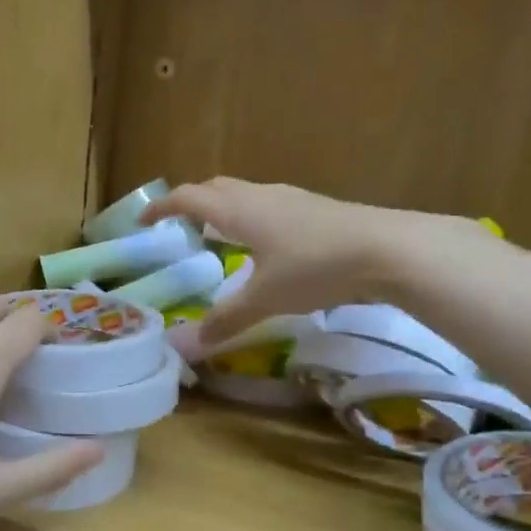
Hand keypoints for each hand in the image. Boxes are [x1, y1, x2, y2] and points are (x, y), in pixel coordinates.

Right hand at [141, 178, 495, 345]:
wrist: (387, 249)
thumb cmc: (315, 267)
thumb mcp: (266, 298)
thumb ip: (228, 317)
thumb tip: (195, 342)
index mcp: (237, 210)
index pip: (188, 198)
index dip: (162, 207)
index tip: (143, 220)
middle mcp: (260, 196)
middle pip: (215, 188)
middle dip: (192, 203)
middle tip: (180, 227)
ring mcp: (290, 198)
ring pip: (244, 194)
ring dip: (224, 208)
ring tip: (220, 236)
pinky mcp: (315, 207)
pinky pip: (268, 204)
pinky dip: (251, 217)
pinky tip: (266, 245)